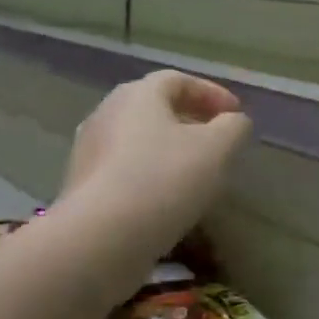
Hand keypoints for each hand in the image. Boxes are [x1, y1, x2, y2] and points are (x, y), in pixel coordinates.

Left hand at [60, 71, 252, 257]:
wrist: (100, 238)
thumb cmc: (163, 180)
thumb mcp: (216, 149)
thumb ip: (233, 128)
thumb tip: (234, 121)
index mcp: (138, 94)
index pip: (179, 80)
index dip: (212, 93)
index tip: (236, 114)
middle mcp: (107, 112)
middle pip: (155, 107)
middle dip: (190, 120)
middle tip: (216, 140)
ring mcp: (88, 149)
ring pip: (138, 140)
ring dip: (168, 149)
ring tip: (195, 172)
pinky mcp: (82, 185)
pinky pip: (124, 169)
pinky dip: (149, 174)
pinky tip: (166, 198)